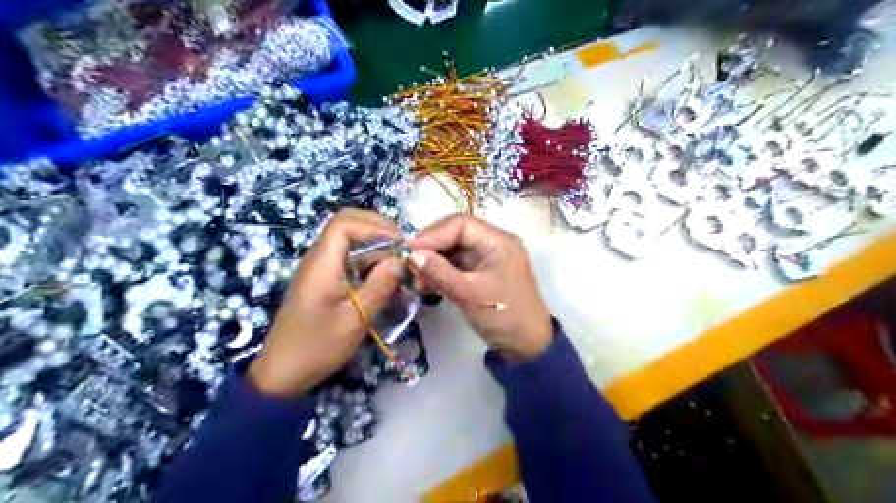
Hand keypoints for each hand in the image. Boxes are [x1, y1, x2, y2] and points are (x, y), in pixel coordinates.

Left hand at [243, 209, 399, 396]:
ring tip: (401, 266)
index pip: (346, 223)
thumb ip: (380, 285)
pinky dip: (370, 264)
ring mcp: (321, 270)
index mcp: (322, 262)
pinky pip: (350, 261)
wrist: (283, 373)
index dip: (376, 226)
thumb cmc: (318, 346)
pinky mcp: (325, 282)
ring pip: (352, 244)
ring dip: (377, 249)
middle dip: (379, 231)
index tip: (401, 244)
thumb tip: (401, 261)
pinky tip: (387, 280)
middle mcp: (319, 258)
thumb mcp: (355, 318)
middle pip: (348, 226)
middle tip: (404, 249)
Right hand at [408, 214, 549, 358]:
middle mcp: (493, 243)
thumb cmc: (503, 317)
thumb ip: (439, 272)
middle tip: (410, 268)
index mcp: (498, 241)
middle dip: (431, 248)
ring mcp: (488, 257)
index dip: (432, 235)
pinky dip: (441, 271)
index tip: (409, 252)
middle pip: (455, 234)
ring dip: (434, 261)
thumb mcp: (469, 294)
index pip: (459, 224)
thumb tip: (411, 254)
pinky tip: (428, 284)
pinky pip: (457, 263)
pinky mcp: (483, 271)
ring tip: (418, 281)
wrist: (528, 346)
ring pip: (454, 249)